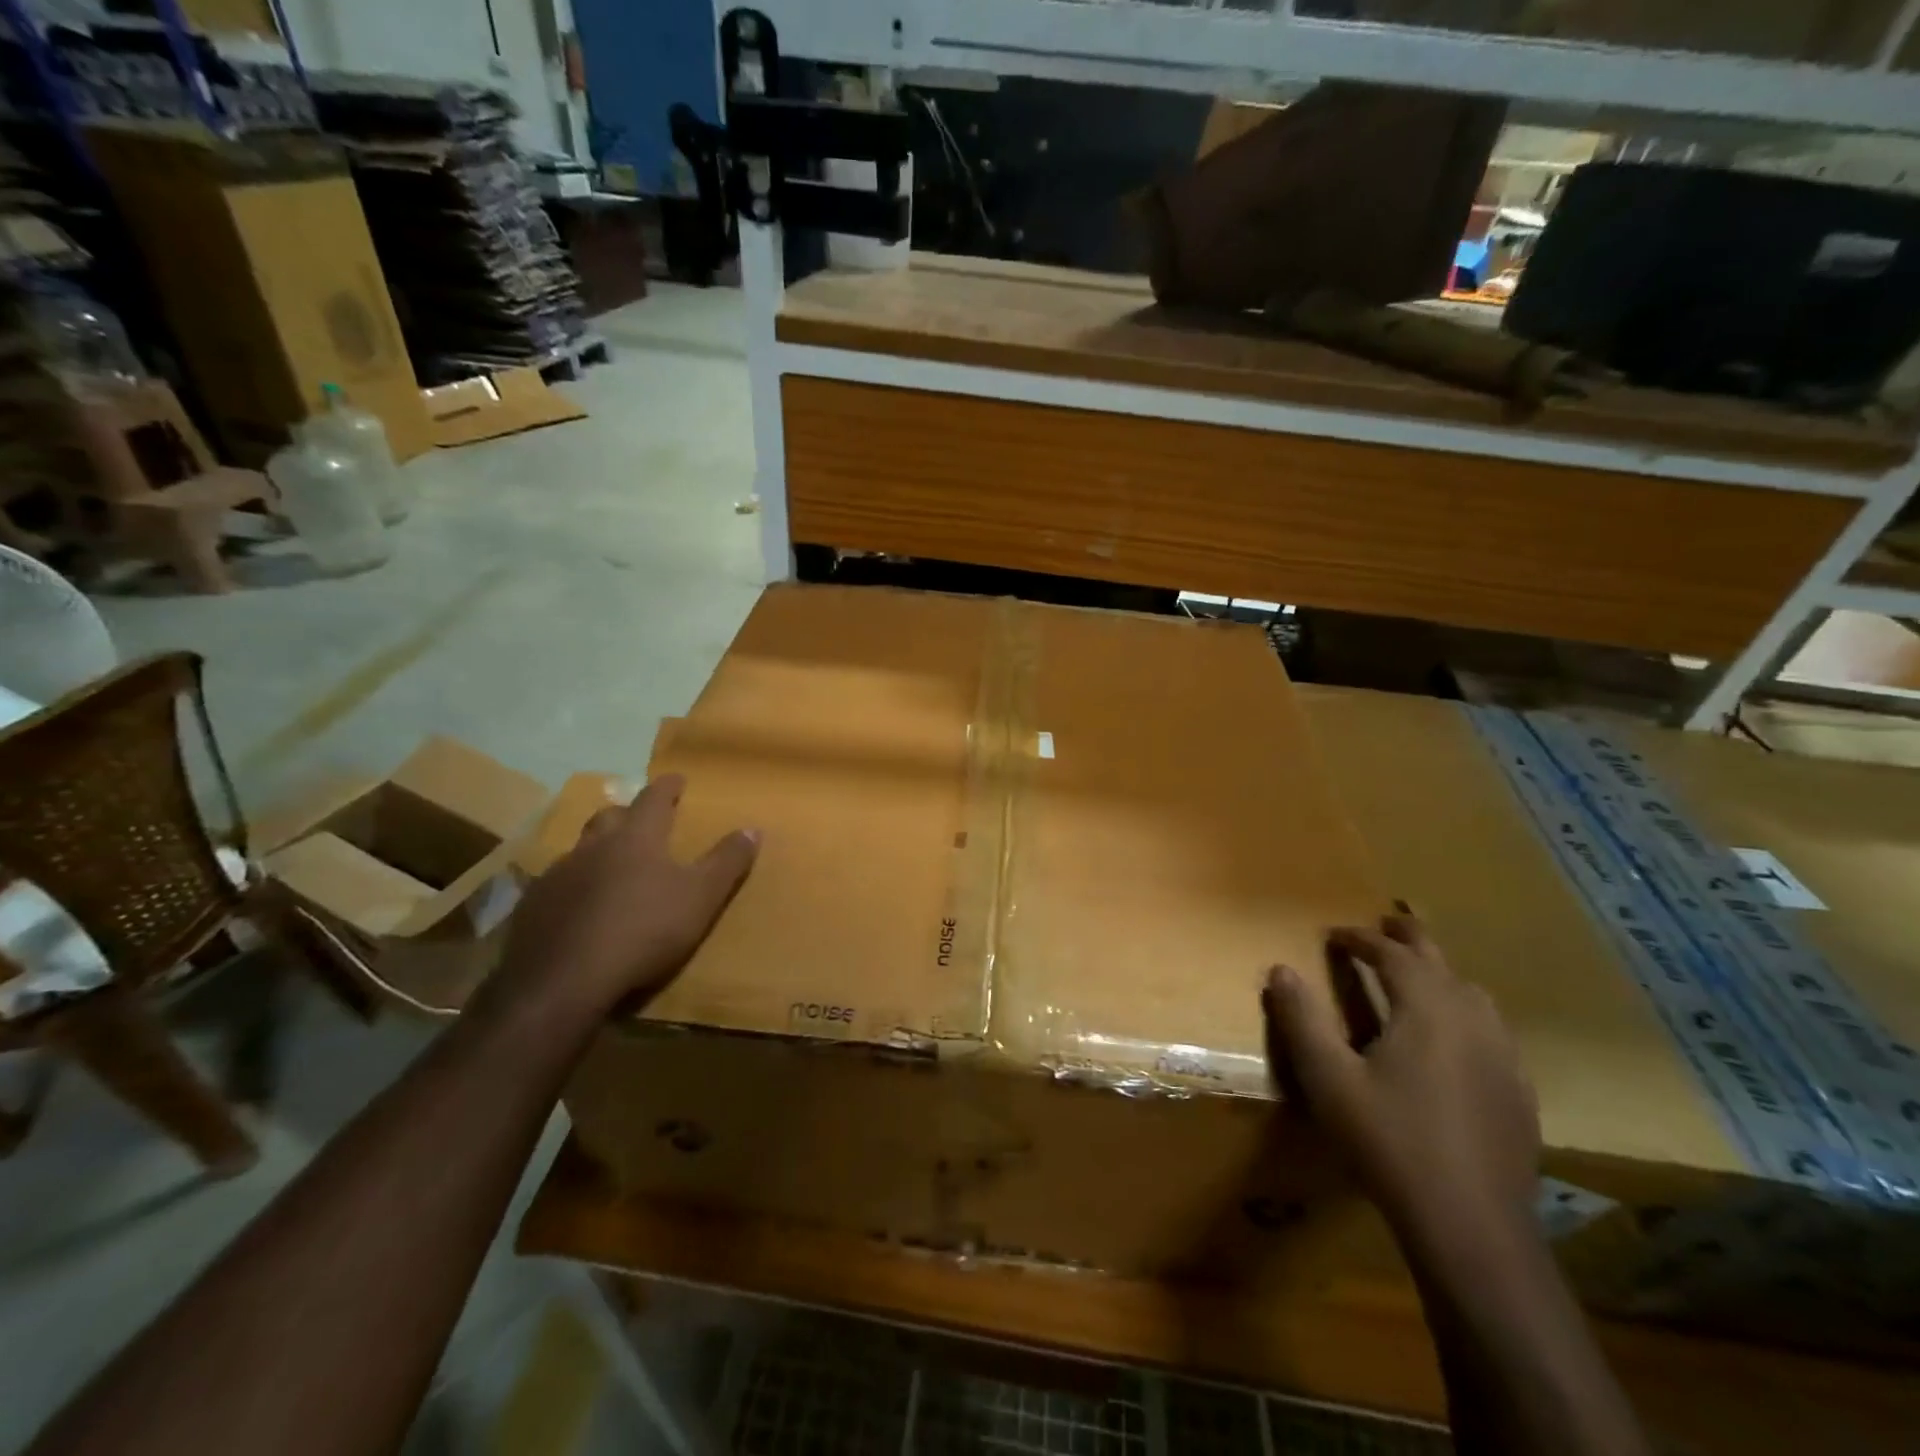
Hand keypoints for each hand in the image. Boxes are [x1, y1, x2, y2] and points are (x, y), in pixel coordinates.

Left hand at [495, 774, 758, 1018]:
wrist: (563, 981)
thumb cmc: (644, 931)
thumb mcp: (701, 897)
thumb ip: (726, 862)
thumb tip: (752, 828)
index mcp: (636, 838)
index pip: (654, 798)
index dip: (667, 787)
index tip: (676, 779)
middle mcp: (593, 847)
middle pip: (609, 818)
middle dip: (627, 814)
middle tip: (640, 821)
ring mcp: (557, 876)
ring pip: (579, 851)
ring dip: (597, 852)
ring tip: (609, 867)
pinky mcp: (532, 909)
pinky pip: (555, 886)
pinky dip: (573, 888)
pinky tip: (578, 909)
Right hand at [1262, 915, 1539, 1246]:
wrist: (1471, 1226)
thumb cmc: (1389, 1141)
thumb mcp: (1328, 1079)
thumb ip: (1301, 1019)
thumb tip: (1280, 969)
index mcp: (1426, 1008)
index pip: (1392, 953)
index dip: (1361, 938)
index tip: (1334, 934)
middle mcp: (1471, 1019)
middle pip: (1440, 960)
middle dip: (1408, 937)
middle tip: (1384, 925)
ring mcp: (1503, 1056)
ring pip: (1472, 992)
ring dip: (1439, 973)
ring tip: (1415, 977)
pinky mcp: (1518, 1091)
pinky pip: (1490, 1029)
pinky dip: (1462, 1012)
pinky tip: (1450, 1041)